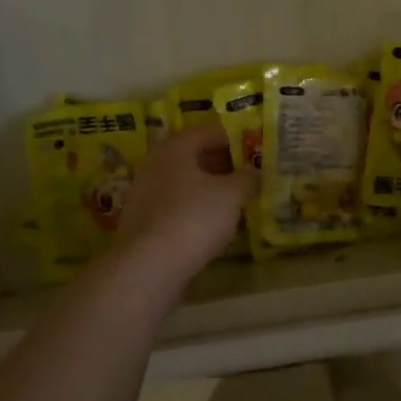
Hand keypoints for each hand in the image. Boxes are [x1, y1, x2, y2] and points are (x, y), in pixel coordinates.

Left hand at [109, 125, 255, 277]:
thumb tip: (255, 172)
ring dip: (210, 189)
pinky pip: (176, 207)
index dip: (236, 138)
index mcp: (175, 148)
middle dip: (224, 164)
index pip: (210, 132)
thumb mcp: (231, 195)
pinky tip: (214, 225)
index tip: (257, 149)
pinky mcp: (143, 224)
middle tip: (250, 174)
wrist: (148, 268)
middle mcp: (156, 165)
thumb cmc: (193, 218)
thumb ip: (247, 178)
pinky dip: (196, 210)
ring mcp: (145, 196)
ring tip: (237, 200)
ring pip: (185, 184)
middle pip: (195, 157)